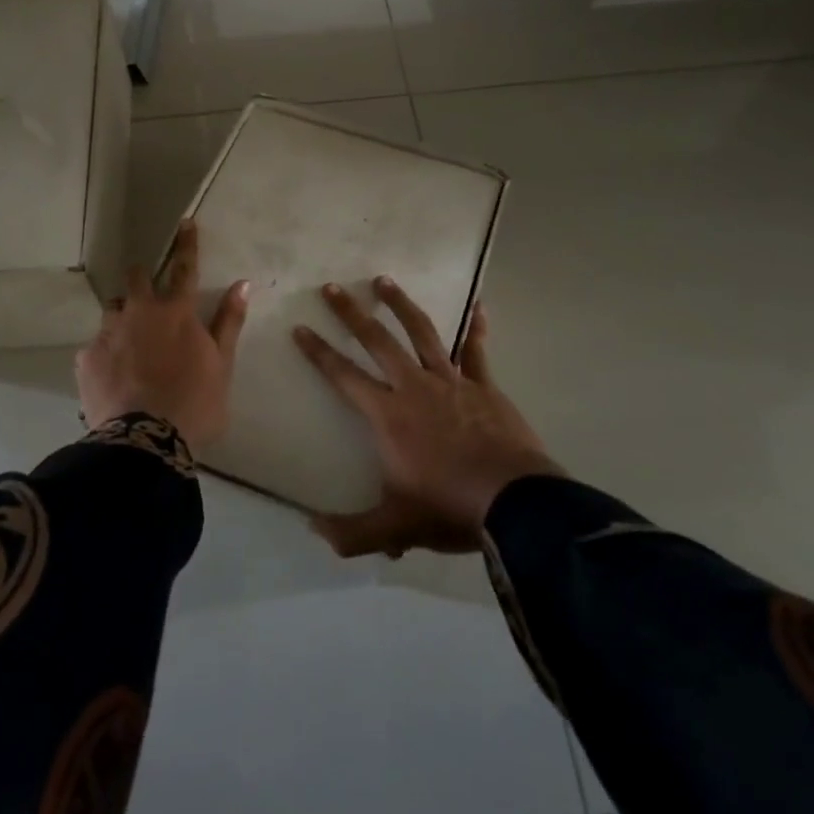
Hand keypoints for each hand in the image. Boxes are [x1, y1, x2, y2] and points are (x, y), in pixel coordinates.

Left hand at [75, 221, 249, 452]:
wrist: (145, 441)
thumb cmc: (195, 403)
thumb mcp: (223, 365)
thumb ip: (229, 322)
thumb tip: (243, 284)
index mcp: (176, 312)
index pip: (185, 268)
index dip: (187, 244)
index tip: (185, 222)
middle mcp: (140, 313)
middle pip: (137, 280)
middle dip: (142, 276)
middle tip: (145, 288)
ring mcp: (109, 333)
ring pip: (112, 310)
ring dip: (122, 316)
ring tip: (128, 341)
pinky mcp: (87, 358)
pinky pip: (96, 346)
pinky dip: (106, 353)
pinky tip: (113, 376)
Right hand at [294, 280, 563, 557]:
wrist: (514, 502)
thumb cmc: (448, 508)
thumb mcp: (394, 527)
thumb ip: (351, 532)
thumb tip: (312, 529)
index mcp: (388, 415)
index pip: (343, 375)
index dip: (319, 352)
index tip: (300, 328)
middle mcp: (414, 387)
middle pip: (377, 340)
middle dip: (351, 313)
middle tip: (332, 287)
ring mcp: (451, 381)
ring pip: (421, 332)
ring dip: (400, 305)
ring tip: (383, 280)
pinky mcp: (484, 386)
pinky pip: (477, 350)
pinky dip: (476, 327)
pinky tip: (478, 305)